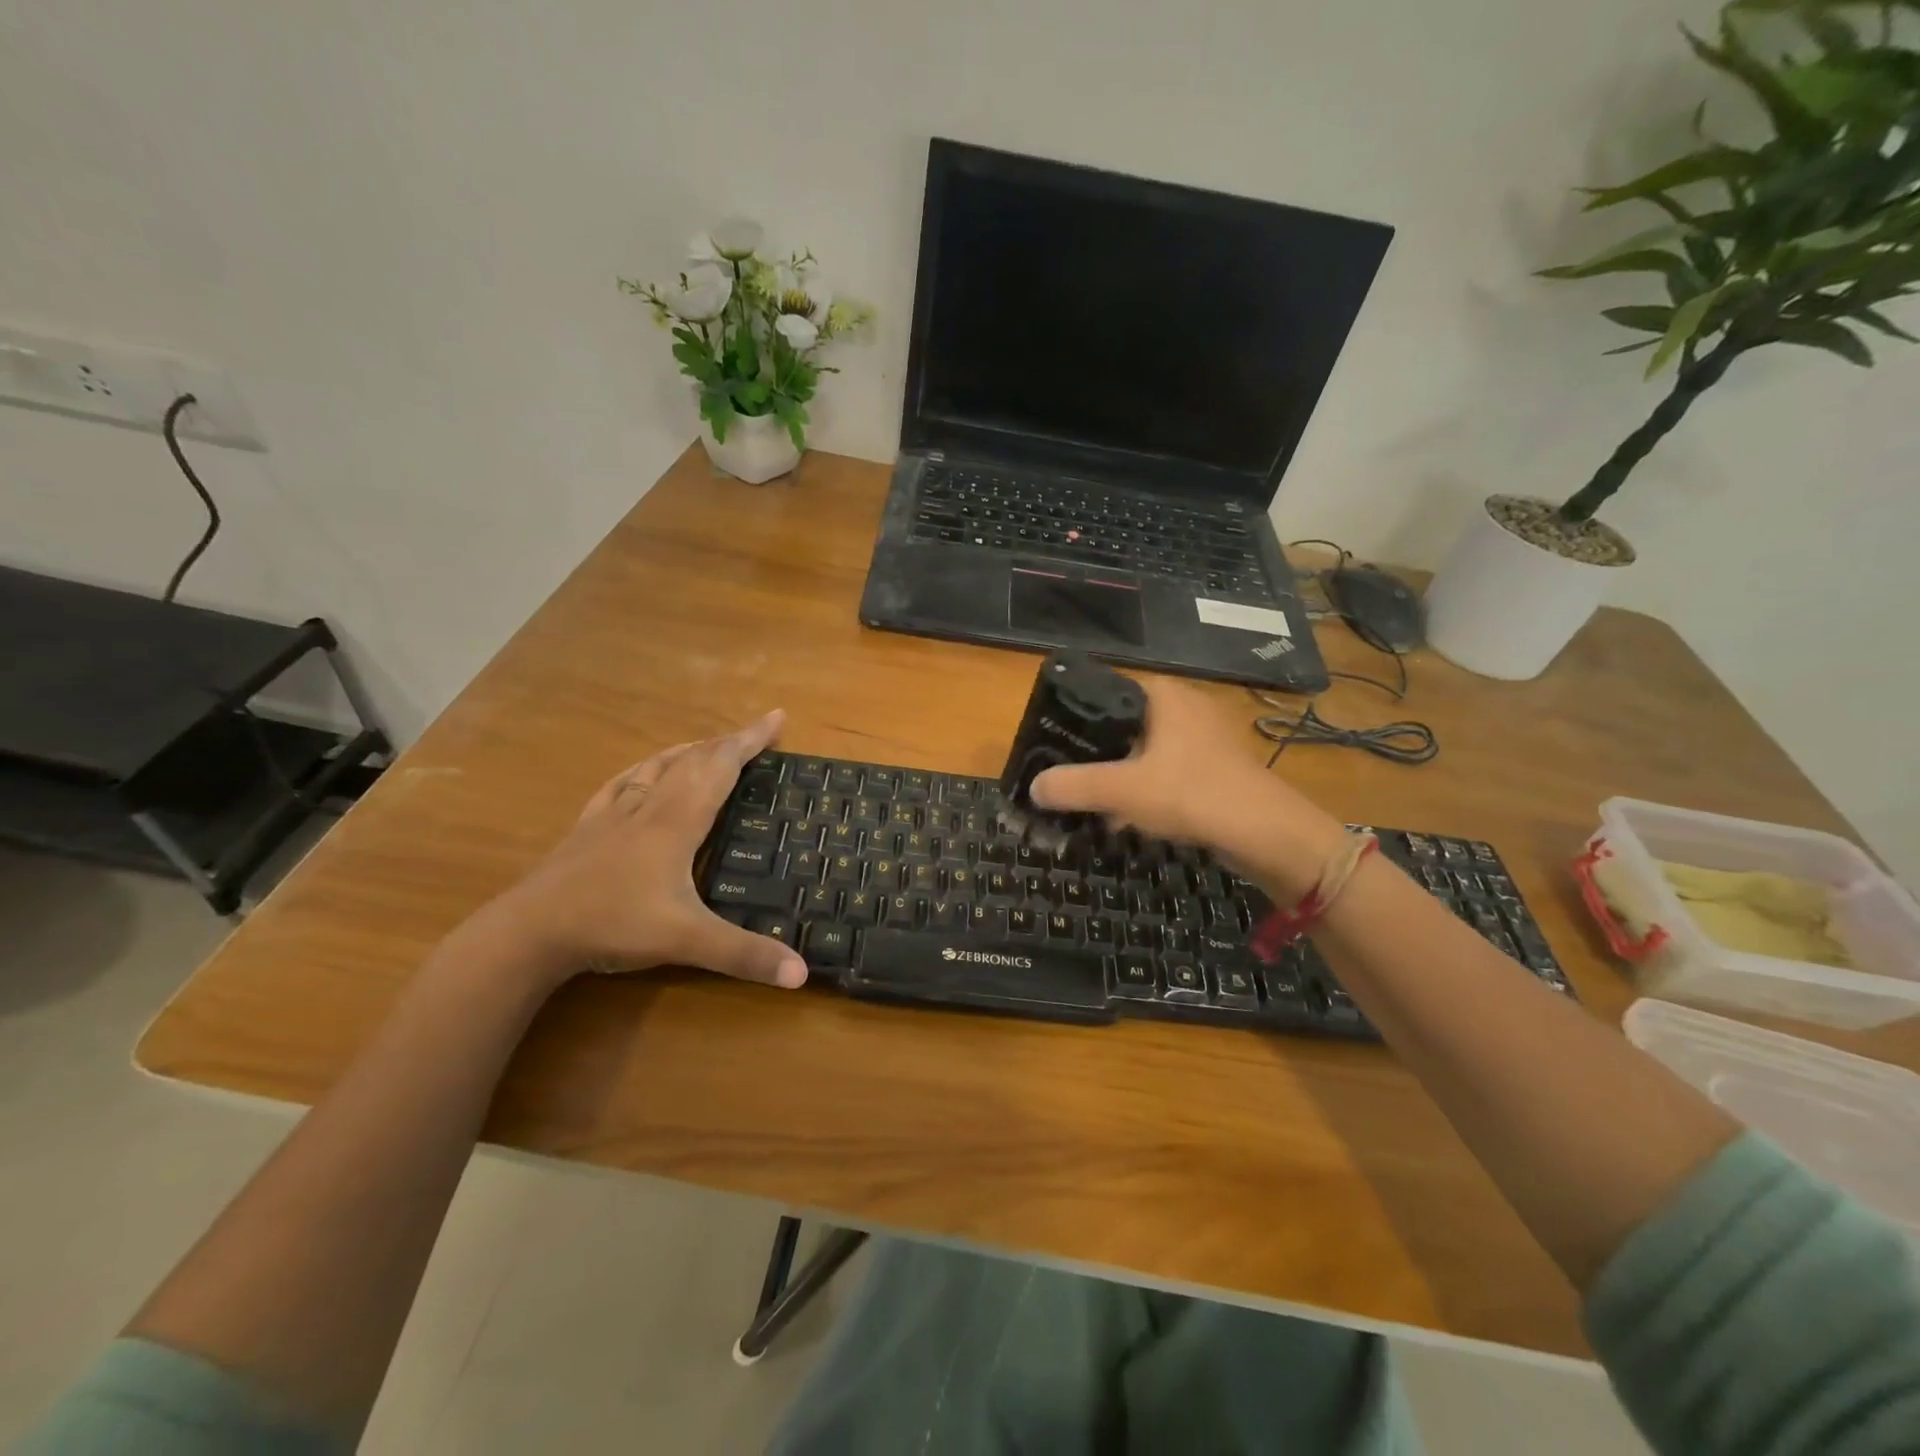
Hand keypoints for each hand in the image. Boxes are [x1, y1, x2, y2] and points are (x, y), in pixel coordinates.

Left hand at [490, 711, 806, 990]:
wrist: (528, 931)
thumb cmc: (614, 924)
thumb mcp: (688, 941)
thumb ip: (746, 955)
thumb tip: (803, 974)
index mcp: (678, 821)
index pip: (722, 767)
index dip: (751, 740)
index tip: (777, 717)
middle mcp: (649, 806)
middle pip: (694, 760)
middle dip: (730, 741)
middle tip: (757, 732)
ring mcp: (613, 814)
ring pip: (658, 766)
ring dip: (690, 749)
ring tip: (709, 744)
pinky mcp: (587, 827)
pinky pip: (621, 784)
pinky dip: (642, 769)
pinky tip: (641, 772)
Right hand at [1029, 677, 1346, 897]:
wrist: (1266, 833)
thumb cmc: (1191, 793)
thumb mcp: (1122, 789)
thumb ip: (1073, 785)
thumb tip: (1034, 787)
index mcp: (1163, 694)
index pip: (1105, 691)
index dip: (1075, 717)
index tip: (1052, 746)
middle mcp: (1184, 706)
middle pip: (1122, 726)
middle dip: (1096, 756)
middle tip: (1068, 781)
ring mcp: (1204, 736)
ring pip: (1145, 753)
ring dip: (1120, 778)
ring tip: (1093, 804)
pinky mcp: (1216, 767)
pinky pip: (1167, 772)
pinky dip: (1146, 791)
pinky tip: (1129, 820)